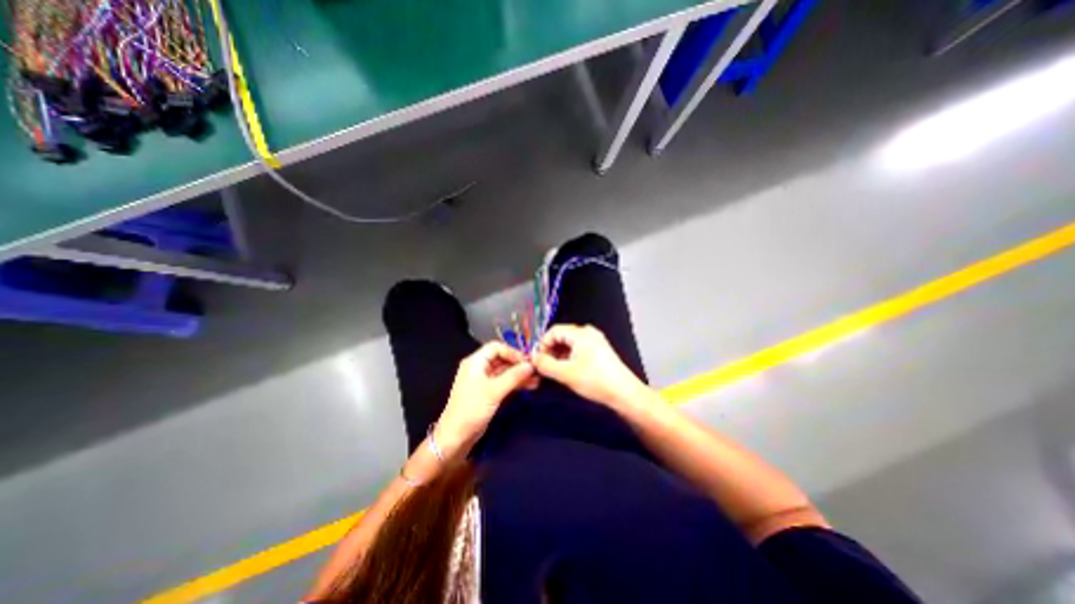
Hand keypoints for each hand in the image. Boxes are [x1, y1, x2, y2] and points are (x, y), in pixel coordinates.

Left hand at [434, 340, 534, 452]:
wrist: (456, 436)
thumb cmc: (471, 409)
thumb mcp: (494, 391)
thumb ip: (513, 377)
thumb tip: (530, 366)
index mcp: (475, 362)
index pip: (496, 347)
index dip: (512, 352)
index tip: (526, 361)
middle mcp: (479, 368)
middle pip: (502, 359)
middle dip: (518, 364)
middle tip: (535, 371)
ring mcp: (484, 381)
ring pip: (504, 371)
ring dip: (519, 375)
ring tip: (536, 380)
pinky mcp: (488, 392)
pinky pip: (504, 382)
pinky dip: (515, 383)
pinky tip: (529, 386)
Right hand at [528, 325, 645, 410]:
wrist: (624, 393)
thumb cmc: (595, 381)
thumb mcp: (565, 374)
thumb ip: (545, 365)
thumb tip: (533, 359)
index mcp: (580, 333)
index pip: (553, 331)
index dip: (542, 344)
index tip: (538, 361)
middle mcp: (588, 332)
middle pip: (561, 336)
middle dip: (550, 350)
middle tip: (545, 367)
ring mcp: (595, 341)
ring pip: (569, 344)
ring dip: (559, 355)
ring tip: (555, 371)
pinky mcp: (599, 350)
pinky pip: (578, 349)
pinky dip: (569, 357)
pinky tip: (568, 371)